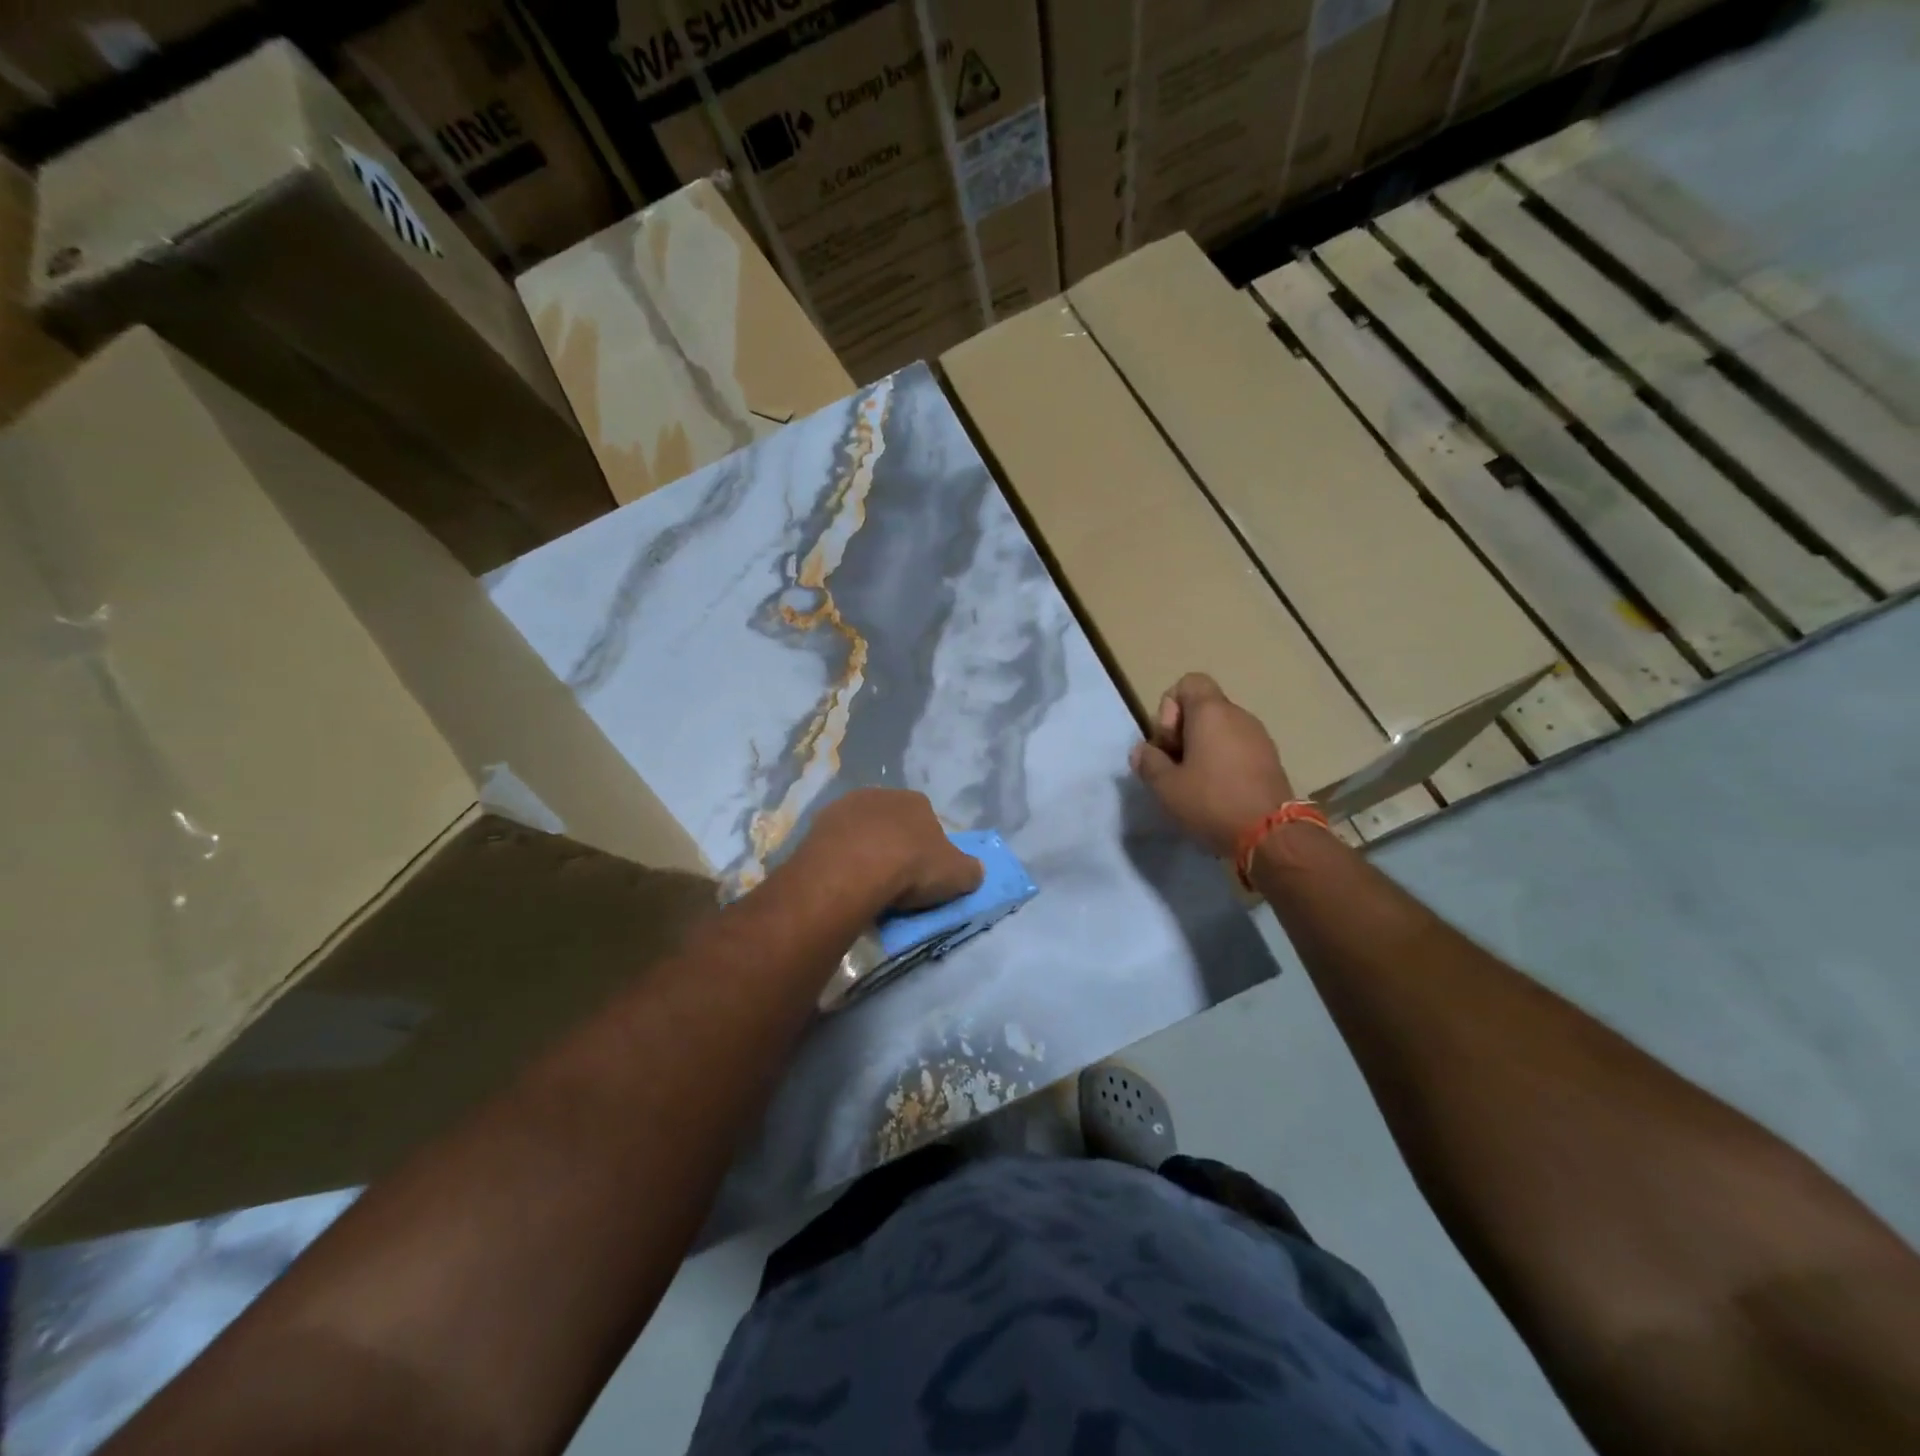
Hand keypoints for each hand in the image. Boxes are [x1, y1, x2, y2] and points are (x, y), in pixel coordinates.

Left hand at [803, 789, 983, 912]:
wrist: (852, 870)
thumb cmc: (911, 867)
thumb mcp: (956, 875)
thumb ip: (970, 871)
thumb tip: (975, 870)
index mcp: (916, 801)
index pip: (927, 821)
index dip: (927, 848)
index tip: (923, 874)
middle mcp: (880, 795)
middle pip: (891, 823)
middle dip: (893, 846)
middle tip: (894, 880)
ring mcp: (844, 807)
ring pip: (860, 832)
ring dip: (864, 851)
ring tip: (865, 885)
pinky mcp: (816, 826)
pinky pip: (835, 845)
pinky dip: (840, 860)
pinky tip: (842, 882)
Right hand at [1130, 673, 1296, 858]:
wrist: (1271, 835)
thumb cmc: (1211, 801)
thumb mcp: (1165, 786)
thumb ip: (1148, 762)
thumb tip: (1143, 751)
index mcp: (1211, 712)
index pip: (1188, 682)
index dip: (1170, 707)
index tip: (1169, 742)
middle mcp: (1239, 715)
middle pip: (1202, 708)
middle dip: (1182, 733)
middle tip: (1175, 767)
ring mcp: (1259, 737)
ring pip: (1220, 730)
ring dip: (1202, 749)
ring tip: (1194, 784)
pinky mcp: (1270, 760)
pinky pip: (1238, 748)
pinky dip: (1223, 762)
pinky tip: (1216, 793)